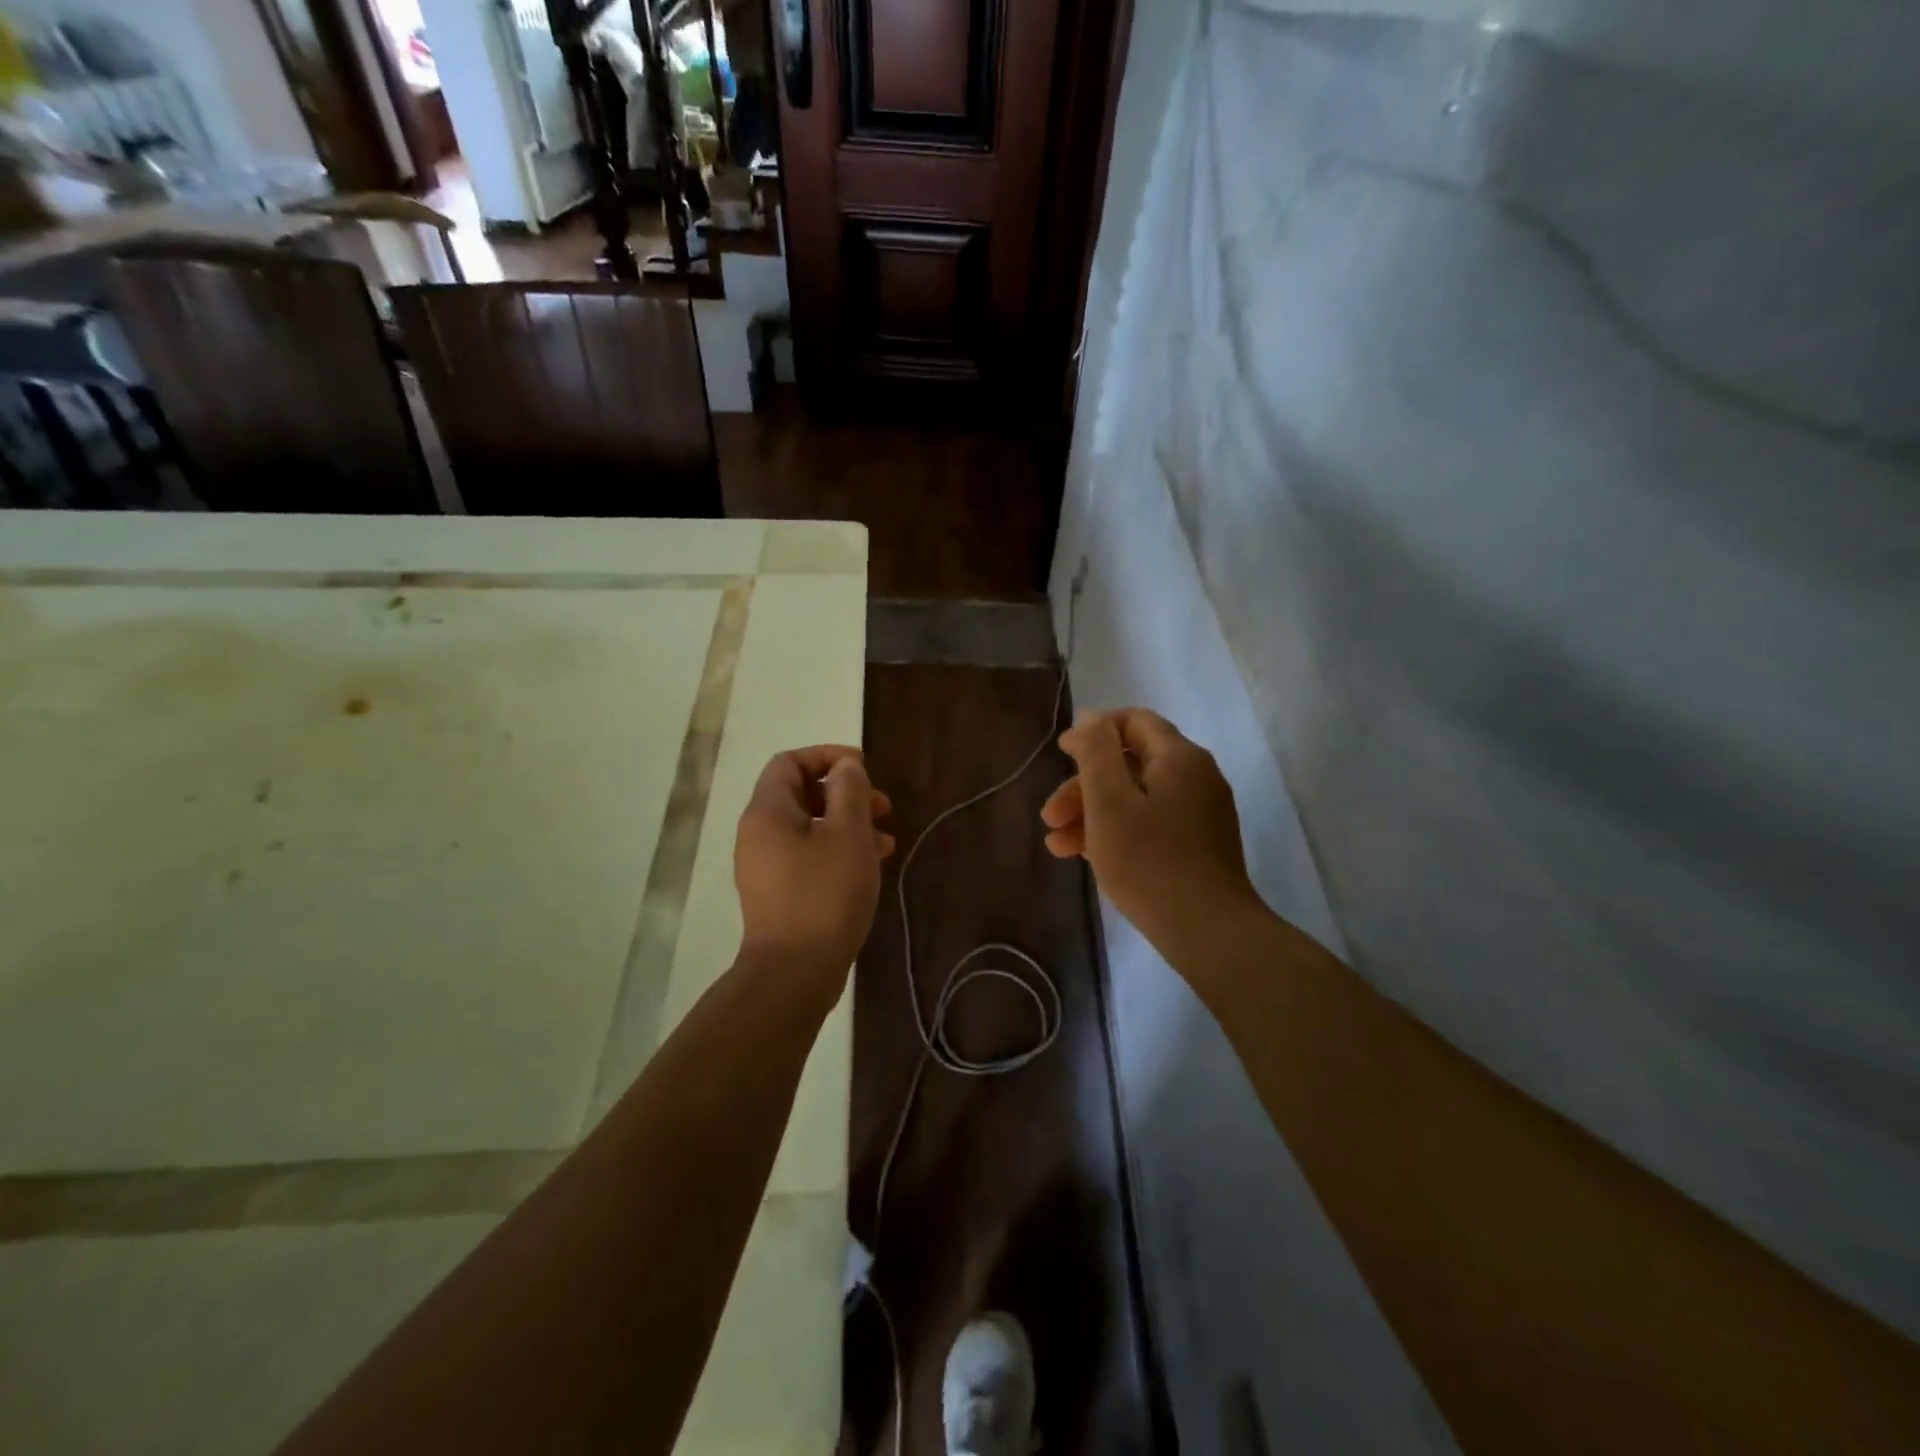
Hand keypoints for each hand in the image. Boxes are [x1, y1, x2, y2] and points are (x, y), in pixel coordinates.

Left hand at [734, 745, 894, 995]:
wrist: (794, 972)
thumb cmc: (824, 894)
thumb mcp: (848, 834)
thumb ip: (849, 791)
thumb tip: (846, 766)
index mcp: (767, 811)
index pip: (789, 762)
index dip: (827, 756)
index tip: (864, 768)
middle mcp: (758, 833)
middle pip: (800, 793)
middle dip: (844, 793)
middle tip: (882, 806)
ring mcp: (765, 865)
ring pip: (808, 827)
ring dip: (847, 824)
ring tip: (886, 840)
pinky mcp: (777, 892)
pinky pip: (807, 855)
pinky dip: (837, 850)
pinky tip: (870, 865)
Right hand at [1041, 709, 1259, 955]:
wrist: (1208, 931)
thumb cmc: (1149, 861)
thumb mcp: (1109, 801)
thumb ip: (1095, 752)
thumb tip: (1089, 719)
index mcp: (1179, 757)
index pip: (1133, 721)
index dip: (1093, 732)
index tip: (1060, 755)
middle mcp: (1196, 776)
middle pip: (1130, 764)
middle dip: (1084, 786)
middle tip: (1050, 817)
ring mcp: (1201, 813)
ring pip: (1137, 798)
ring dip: (1094, 813)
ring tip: (1059, 847)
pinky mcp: (1200, 844)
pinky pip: (1151, 823)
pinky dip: (1118, 831)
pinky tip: (1089, 855)